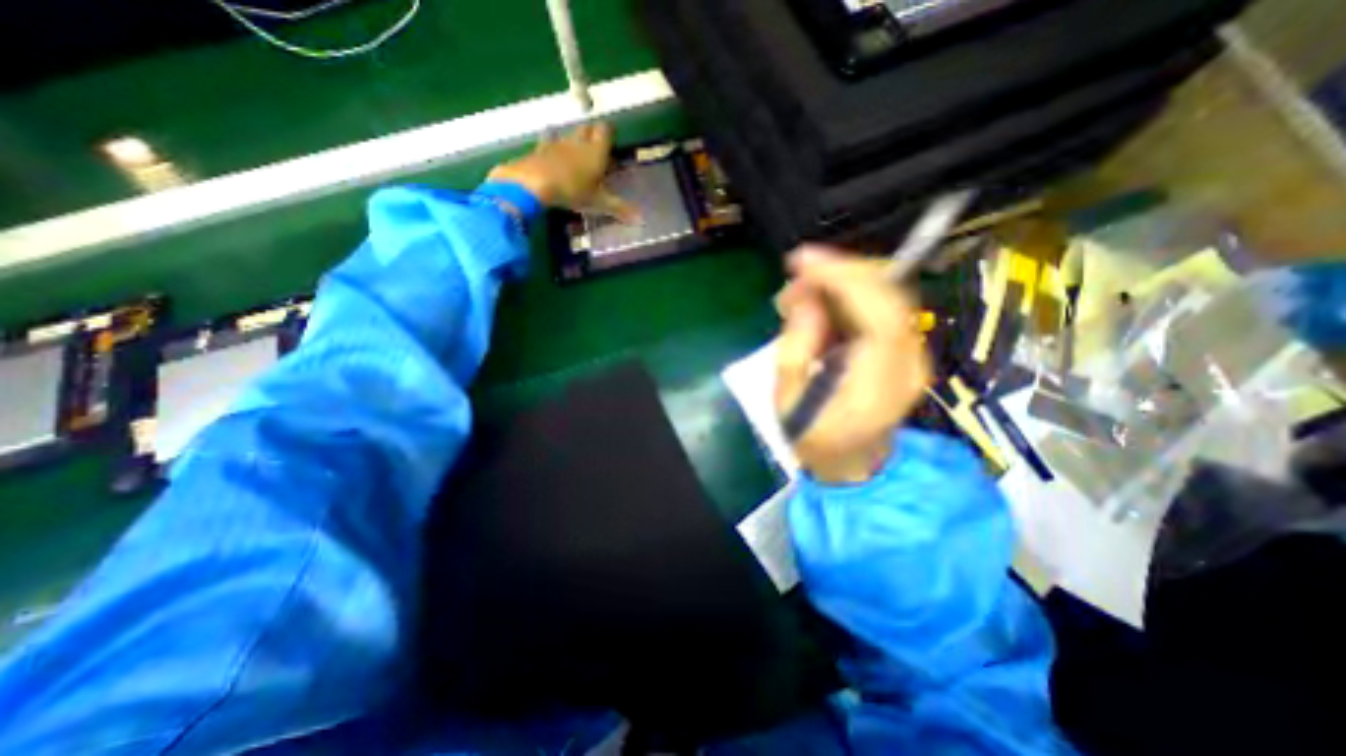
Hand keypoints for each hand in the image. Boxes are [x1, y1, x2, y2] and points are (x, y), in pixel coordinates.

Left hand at [485, 120, 637, 218]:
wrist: (535, 183)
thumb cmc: (573, 191)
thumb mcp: (599, 203)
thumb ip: (618, 209)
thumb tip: (641, 220)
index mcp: (596, 151)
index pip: (605, 131)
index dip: (609, 132)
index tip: (612, 137)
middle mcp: (578, 142)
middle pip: (587, 128)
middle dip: (592, 133)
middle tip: (596, 145)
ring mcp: (558, 143)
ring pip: (568, 133)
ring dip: (573, 138)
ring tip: (576, 149)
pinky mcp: (540, 150)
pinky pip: (548, 141)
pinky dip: (552, 144)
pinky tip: (551, 150)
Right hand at [774, 246, 932, 483]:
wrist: (853, 464)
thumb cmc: (814, 439)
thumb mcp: (789, 400)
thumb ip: (797, 346)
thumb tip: (807, 299)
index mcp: (880, 383)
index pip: (878, 312)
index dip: (842, 277)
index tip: (801, 261)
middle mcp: (909, 362)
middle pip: (890, 293)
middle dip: (840, 271)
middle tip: (795, 275)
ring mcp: (913, 353)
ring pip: (888, 293)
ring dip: (842, 281)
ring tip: (801, 293)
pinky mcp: (904, 348)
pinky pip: (881, 306)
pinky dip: (849, 294)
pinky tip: (821, 303)